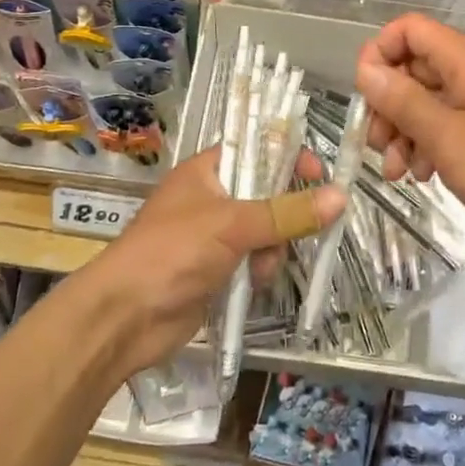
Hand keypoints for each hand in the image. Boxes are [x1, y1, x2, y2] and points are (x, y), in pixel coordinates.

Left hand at [80, 148, 345, 377]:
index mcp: (207, 170)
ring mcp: (213, 235)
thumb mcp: (232, 225)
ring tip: (262, 266)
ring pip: (265, 230)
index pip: (257, 148)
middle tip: (298, 228)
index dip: (287, 157)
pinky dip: (259, 270)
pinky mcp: (216, 269)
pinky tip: (253, 283)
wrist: (124, 317)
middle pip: (266, 192)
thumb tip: (340, 196)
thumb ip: (287, 212)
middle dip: (283, 213)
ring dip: (272, 247)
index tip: (317, 175)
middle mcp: (211, 197)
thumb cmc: (172, 252)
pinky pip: (253, 260)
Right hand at [355, 13, 464, 251]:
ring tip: (398, 173)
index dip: (379, 54)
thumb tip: (365, 70)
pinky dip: (431, 141)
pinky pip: (450, 118)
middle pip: (415, 67)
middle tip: (377, 147)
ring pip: (429, 97)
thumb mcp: (446, 138)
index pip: (408, 29)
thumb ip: (402, 101)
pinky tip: (424, 175)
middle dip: (389, 105)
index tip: (367, 97)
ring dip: (406, 130)